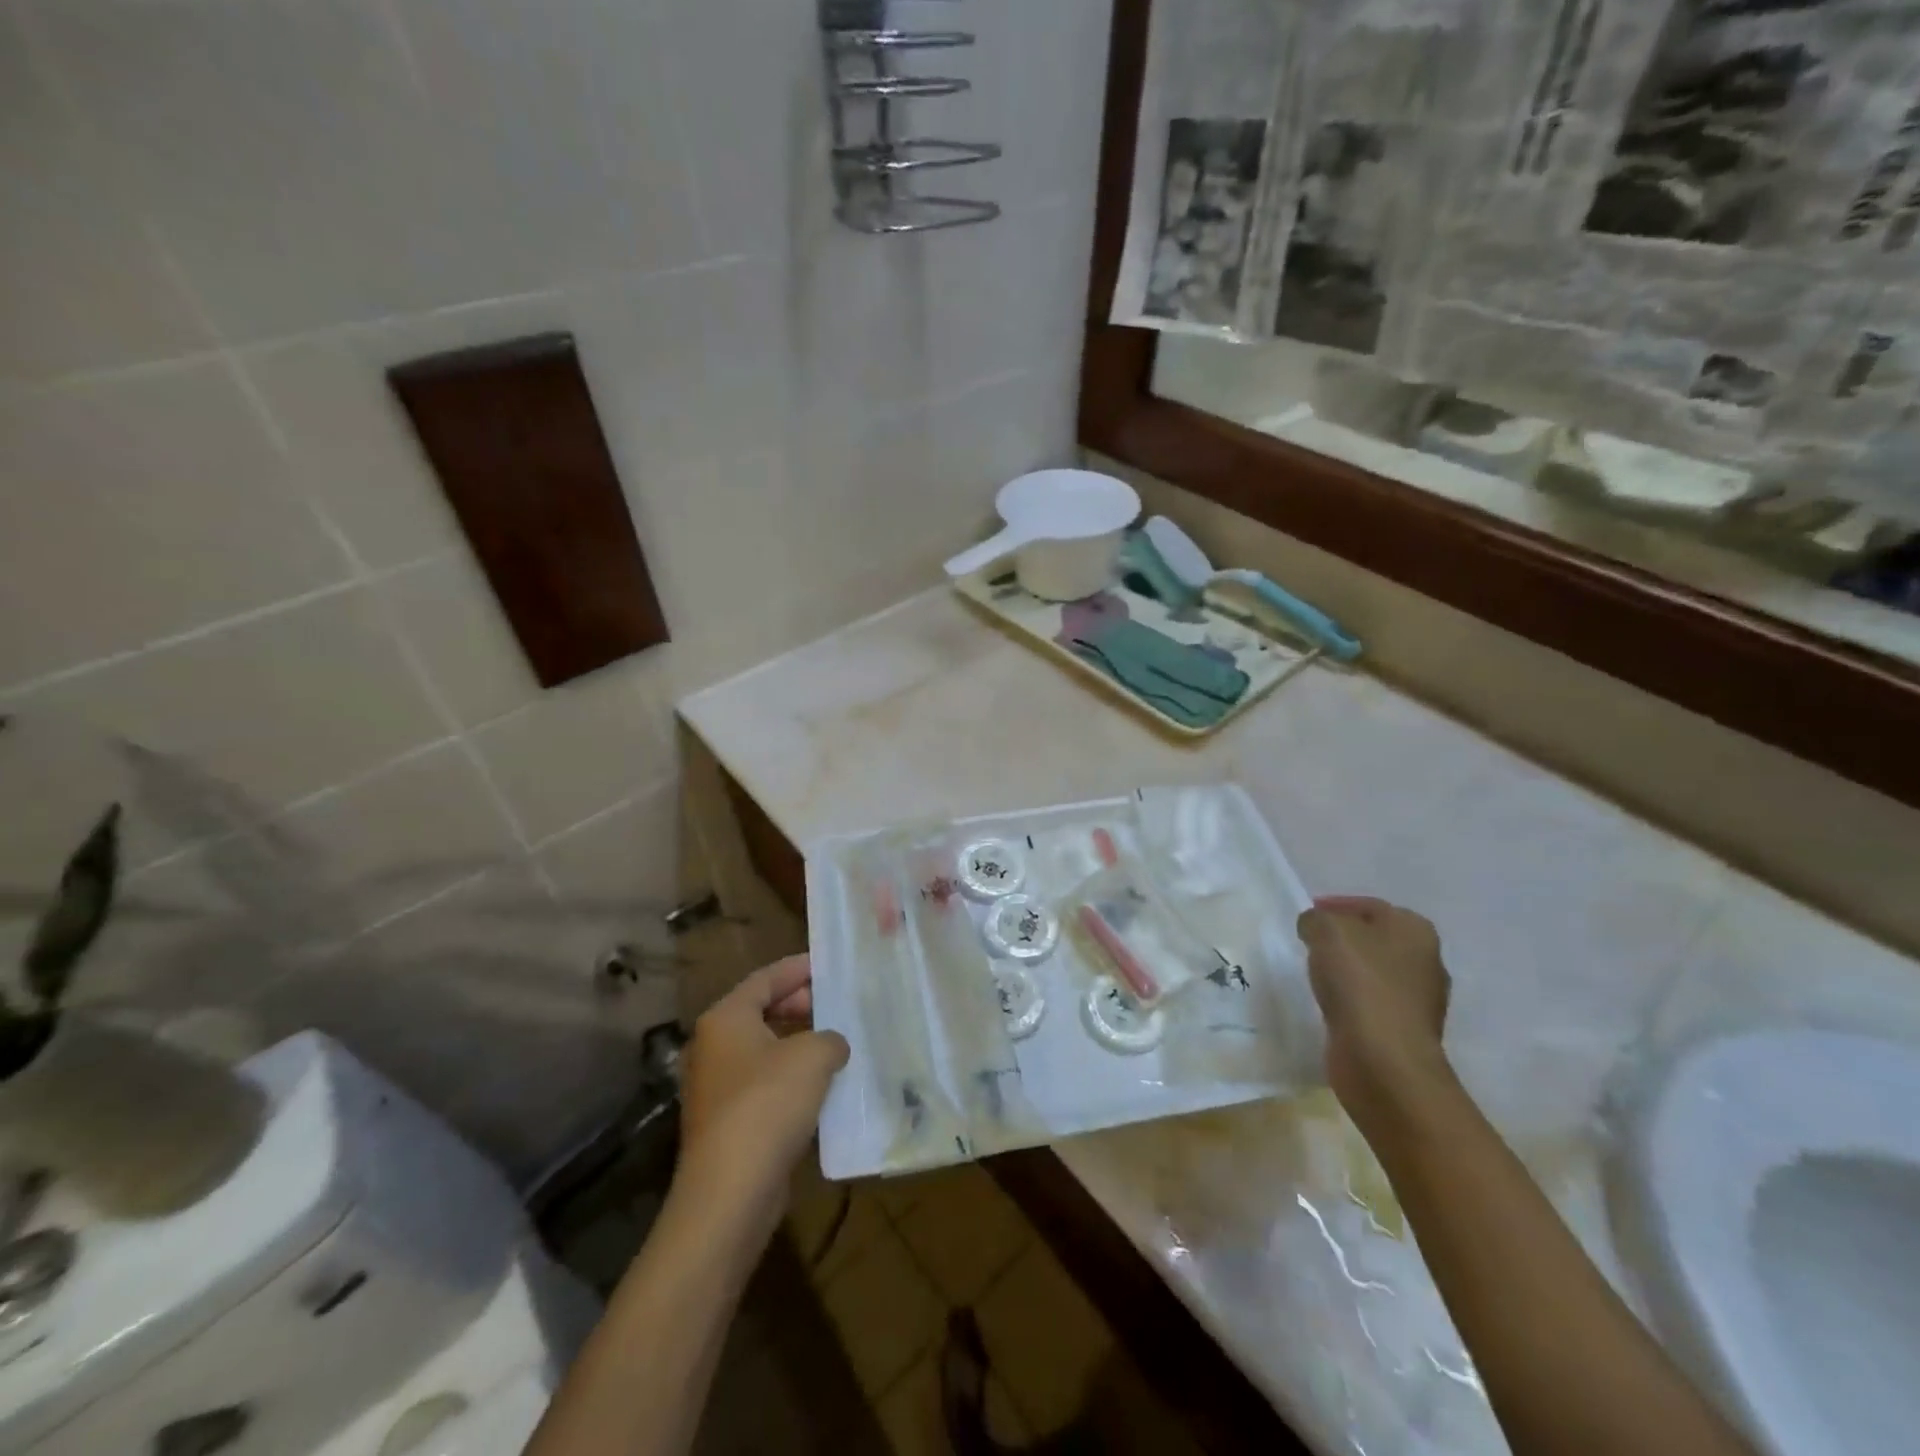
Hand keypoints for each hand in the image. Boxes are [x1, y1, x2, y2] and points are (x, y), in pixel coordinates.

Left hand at [676, 955, 849, 1231]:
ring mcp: (716, 1086)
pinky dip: (790, 1077)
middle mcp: (713, 1046)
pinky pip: (763, 1083)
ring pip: (763, 1050)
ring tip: (836, 1042)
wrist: (731, 1192)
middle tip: (835, 1005)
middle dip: (799, 1005)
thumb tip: (831, 1045)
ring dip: (798, 1044)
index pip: (764, 979)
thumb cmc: (768, 1104)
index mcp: (725, 1018)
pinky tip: (822, 1086)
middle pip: (760, 1011)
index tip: (828, 966)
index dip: (797, 969)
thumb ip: (829, 1038)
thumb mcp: (813, 1056)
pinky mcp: (726, 1122)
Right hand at [1297, 896, 1452, 1131]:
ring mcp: (1417, 1000)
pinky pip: (1369, 1002)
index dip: (1336, 906)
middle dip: (1342, 938)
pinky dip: (1349, 998)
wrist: (1384, 1062)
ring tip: (1313, 971)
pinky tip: (1327, 1002)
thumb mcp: (1326, 931)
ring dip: (1345, 969)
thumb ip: (1315, 919)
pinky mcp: (1402, 1030)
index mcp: (1414, 930)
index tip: (1306, 915)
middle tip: (1308, 941)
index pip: (1369, 906)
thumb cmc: (1360, 985)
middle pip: (1373, 938)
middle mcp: (1425, 961)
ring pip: (1371, 971)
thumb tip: (1314, 927)